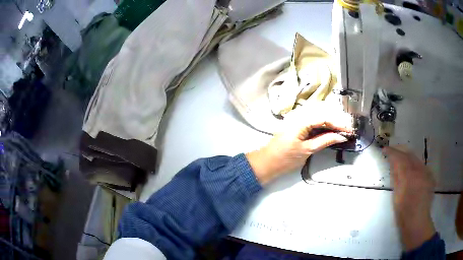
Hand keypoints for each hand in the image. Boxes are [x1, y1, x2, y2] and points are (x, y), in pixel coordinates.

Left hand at [246, 103, 352, 184]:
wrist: (267, 163)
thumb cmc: (285, 158)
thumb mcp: (307, 150)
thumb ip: (324, 141)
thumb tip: (340, 136)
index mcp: (301, 120)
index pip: (324, 118)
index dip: (338, 124)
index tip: (349, 130)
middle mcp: (299, 116)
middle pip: (322, 115)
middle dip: (335, 123)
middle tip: (347, 131)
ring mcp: (297, 121)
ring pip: (318, 119)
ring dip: (330, 125)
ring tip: (342, 132)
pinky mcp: (297, 127)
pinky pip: (312, 124)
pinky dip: (322, 128)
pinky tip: (330, 132)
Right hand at [383, 146, 435, 250]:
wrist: (417, 221)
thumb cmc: (403, 213)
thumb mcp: (396, 196)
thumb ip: (396, 177)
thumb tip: (392, 163)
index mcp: (409, 178)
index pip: (400, 158)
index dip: (392, 152)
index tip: (385, 149)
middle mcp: (420, 171)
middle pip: (409, 154)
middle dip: (400, 151)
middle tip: (392, 152)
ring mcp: (427, 173)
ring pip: (416, 158)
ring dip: (408, 157)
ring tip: (401, 159)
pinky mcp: (430, 176)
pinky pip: (421, 165)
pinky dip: (415, 164)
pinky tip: (411, 170)